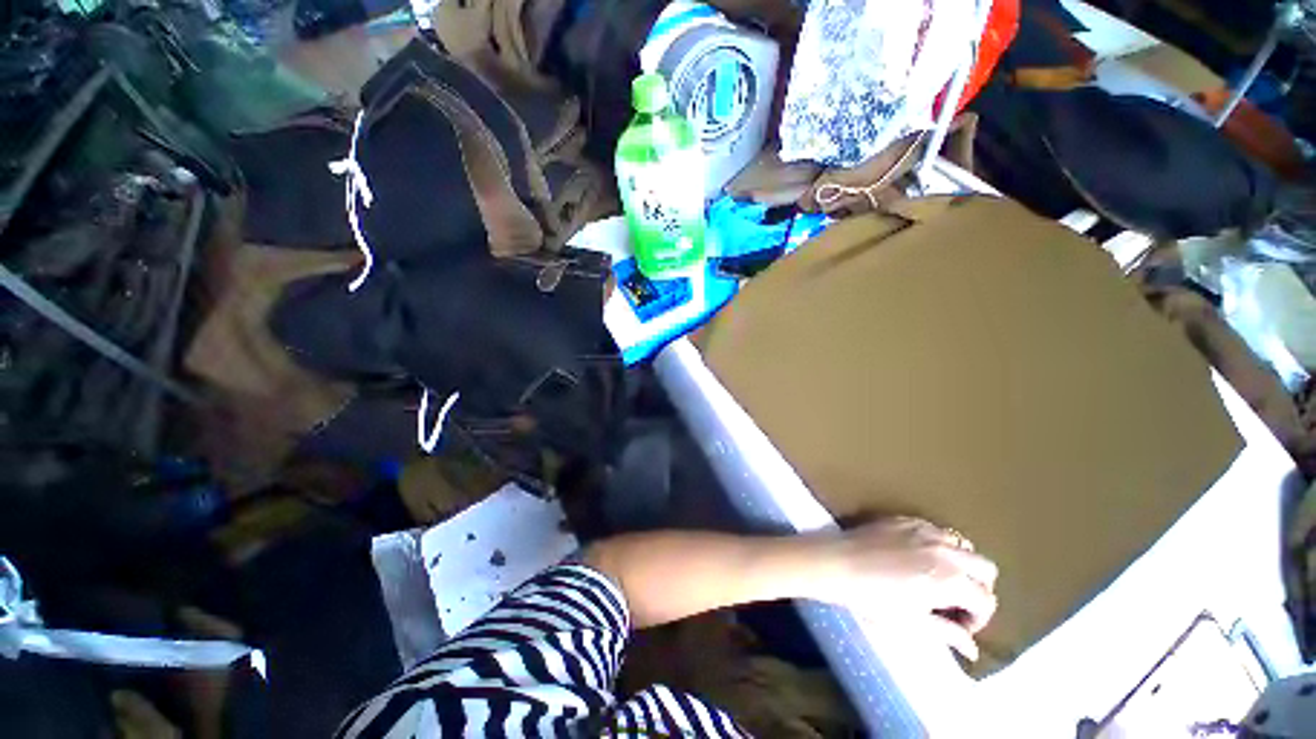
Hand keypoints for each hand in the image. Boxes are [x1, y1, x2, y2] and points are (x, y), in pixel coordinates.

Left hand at [807, 517, 998, 660]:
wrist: (836, 562)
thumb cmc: (872, 598)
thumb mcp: (912, 624)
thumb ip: (948, 634)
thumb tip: (971, 649)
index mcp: (951, 579)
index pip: (986, 600)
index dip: (978, 618)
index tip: (959, 625)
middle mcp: (946, 550)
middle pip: (985, 567)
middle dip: (979, 588)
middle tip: (957, 602)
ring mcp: (925, 530)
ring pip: (963, 544)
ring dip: (962, 563)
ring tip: (940, 578)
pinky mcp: (905, 519)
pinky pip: (936, 529)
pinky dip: (940, 544)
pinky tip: (919, 557)